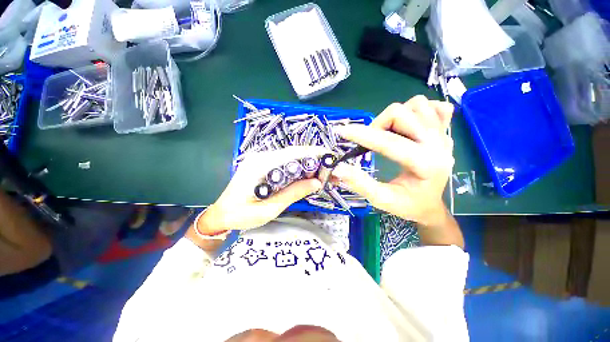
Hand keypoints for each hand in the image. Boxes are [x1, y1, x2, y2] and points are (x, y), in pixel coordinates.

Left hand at [198, 146, 327, 233]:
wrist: (221, 214)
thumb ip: (292, 194)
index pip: (292, 153)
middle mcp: (261, 157)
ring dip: (306, 164)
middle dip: (312, 159)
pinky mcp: (262, 164)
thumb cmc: (241, 215)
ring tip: (319, 174)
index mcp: (260, 165)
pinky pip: (283, 162)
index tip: (329, 157)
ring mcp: (261, 159)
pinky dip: (297, 168)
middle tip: (327, 170)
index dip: (313, 153)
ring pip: (289, 157)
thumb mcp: (269, 209)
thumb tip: (316, 183)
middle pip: (292, 153)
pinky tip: (304, 176)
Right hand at [332, 96, 454, 226]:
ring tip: (387, 133)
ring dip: (395, 117)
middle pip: (401, 113)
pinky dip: (417, 110)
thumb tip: (338, 168)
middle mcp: (438, 144)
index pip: (388, 142)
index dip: (361, 135)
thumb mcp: (381, 199)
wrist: (431, 205)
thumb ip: (360, 183)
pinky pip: (433, 106)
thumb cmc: (407, 205)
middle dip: (377, 125)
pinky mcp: (445, 131)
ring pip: (417, 104)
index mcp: (424, 164)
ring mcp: (444, 134)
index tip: (341, 132)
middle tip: (369, 141)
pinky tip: (409, 125)